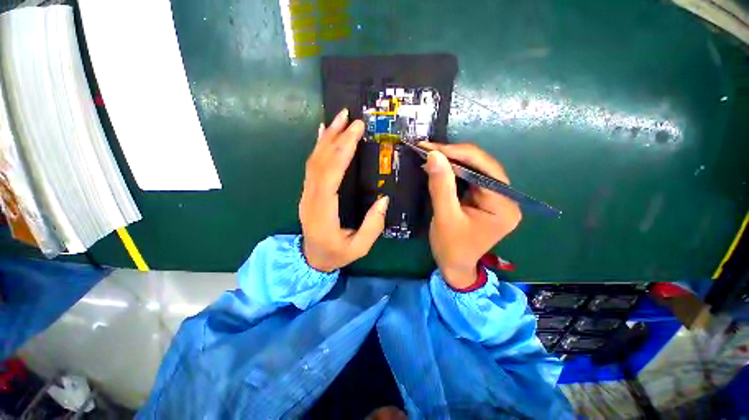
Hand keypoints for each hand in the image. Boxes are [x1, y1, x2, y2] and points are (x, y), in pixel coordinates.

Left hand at [299, 109, 389, 271]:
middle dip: (337, 138)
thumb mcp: (360, 247)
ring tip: (339, 118)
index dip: (342, 152)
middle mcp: (311, 199)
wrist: (312, 259)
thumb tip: (384, 199)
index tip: (356, 132)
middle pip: (321, 163)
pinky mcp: (308, 191)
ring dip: (326, 137)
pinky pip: (311, 165)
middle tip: (351, 118)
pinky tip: (323, 133)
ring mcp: (307, 193)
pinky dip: (318, 147)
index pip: (330, 177)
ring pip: (314, 161)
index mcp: (323, 213)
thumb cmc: (337, 254)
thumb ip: (373, 225)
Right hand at [420, 142, 521, 288]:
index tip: (432, 148)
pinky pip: (469, 179)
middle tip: (429, 149)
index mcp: (504, 205)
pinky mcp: (484, 199)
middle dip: (454, 155)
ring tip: (431, 154)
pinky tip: (439, 167)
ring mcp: (495, 198)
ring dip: (452, 161)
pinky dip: (453, 171)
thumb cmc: (451, 247)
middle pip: (482, 166)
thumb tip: (434, 155)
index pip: (485, 169)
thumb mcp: (445, 217)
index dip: (459, 154)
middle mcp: (506, 198)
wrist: (454, 266)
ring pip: (475, 170)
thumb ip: (441, 186)